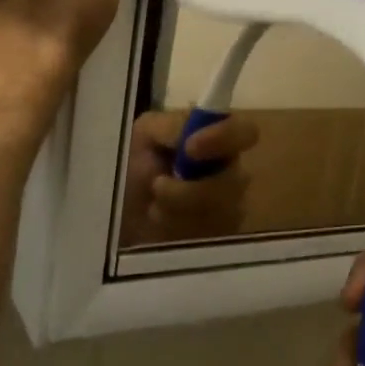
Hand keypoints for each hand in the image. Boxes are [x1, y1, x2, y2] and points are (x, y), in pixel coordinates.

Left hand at [118, 110, 260, 246]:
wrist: (120, 220)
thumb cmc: (132, 170)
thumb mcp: (145, 136)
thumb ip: (173, 127)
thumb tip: (194, 135)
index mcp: (214, 138)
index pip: (244, 132)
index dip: (223, 138)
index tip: (189, 149)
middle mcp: (229, 171)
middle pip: (234, 180)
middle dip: (190, 190)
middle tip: (157, 188)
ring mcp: (230, 207)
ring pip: (222, 212)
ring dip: (178, 211)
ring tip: (153, 210)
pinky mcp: (222, 238)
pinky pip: (213, 236)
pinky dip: (179, 231)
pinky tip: (162, 228)